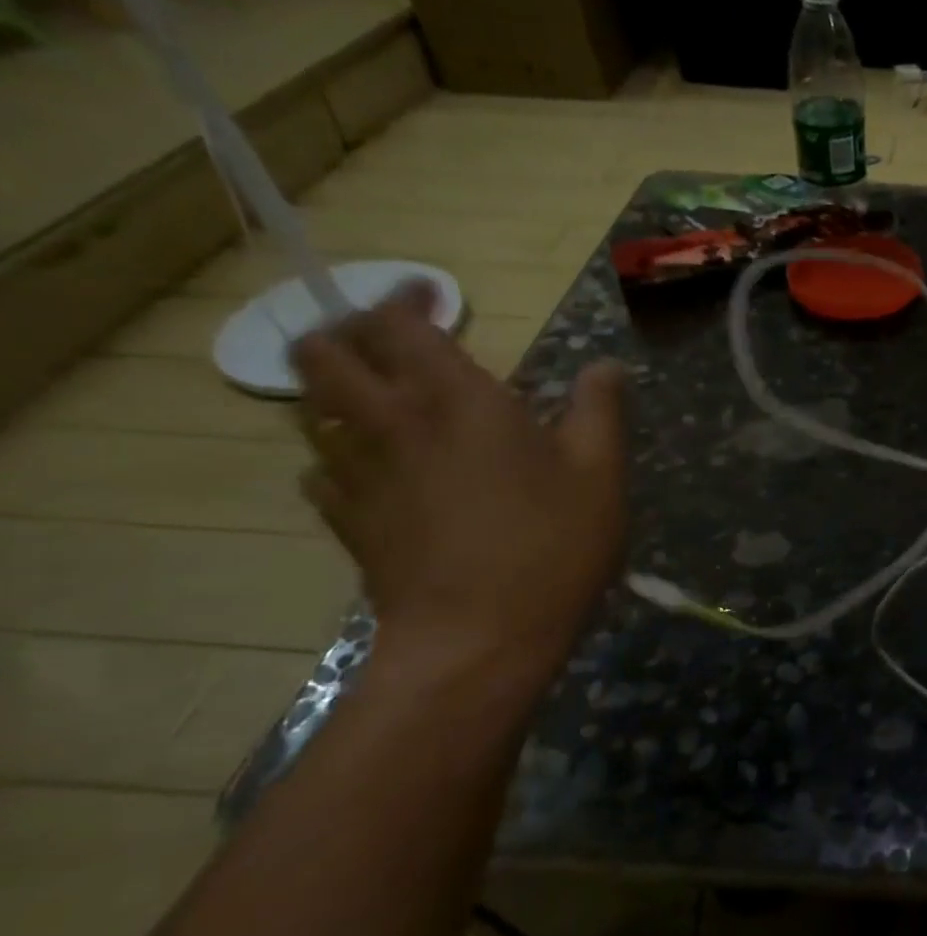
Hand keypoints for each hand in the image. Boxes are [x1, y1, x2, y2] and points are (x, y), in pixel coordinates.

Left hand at [292, 285, 626, 688]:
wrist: (479, 638)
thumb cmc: (551, 545)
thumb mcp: (600, 472)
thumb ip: (600, 409)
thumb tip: (607, 367)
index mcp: (455, 399)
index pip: (398, 323)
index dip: (406, 299)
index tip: (433, 298)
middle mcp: (391, 423)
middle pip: (322, 353)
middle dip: (346, 333)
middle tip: (392, 345)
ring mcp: (358, 475)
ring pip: (311, 410)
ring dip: (338, 392)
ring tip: (384, 403)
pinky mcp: (347, 522)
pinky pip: (321, 471)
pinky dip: (341, 456)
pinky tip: (379, 473)